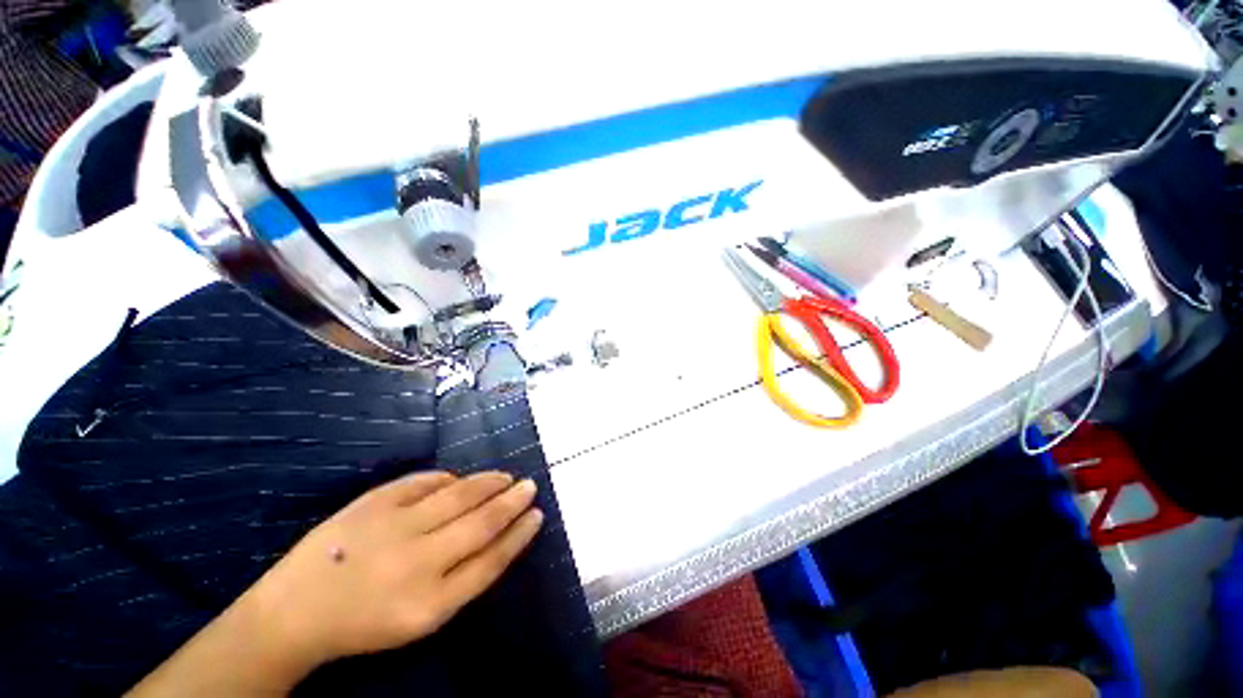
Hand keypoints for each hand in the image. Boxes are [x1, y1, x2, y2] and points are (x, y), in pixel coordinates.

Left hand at [242, 471, 542, 674]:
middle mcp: (418, 563)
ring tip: (506, 476)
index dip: (519, 535)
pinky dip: (447, 477)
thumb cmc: (365, 622)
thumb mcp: (421, 618)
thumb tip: (497, 535)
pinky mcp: (373, 503)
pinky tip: (457, 478)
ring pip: (459, 495)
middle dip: (512, 501)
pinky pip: (423, 481)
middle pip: (481, 523)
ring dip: (488, 482)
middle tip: (530, 485)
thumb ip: (464, 579)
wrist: (294, 613)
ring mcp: (394, 527)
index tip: (538, 514)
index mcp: (431, 603)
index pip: (492, 561)